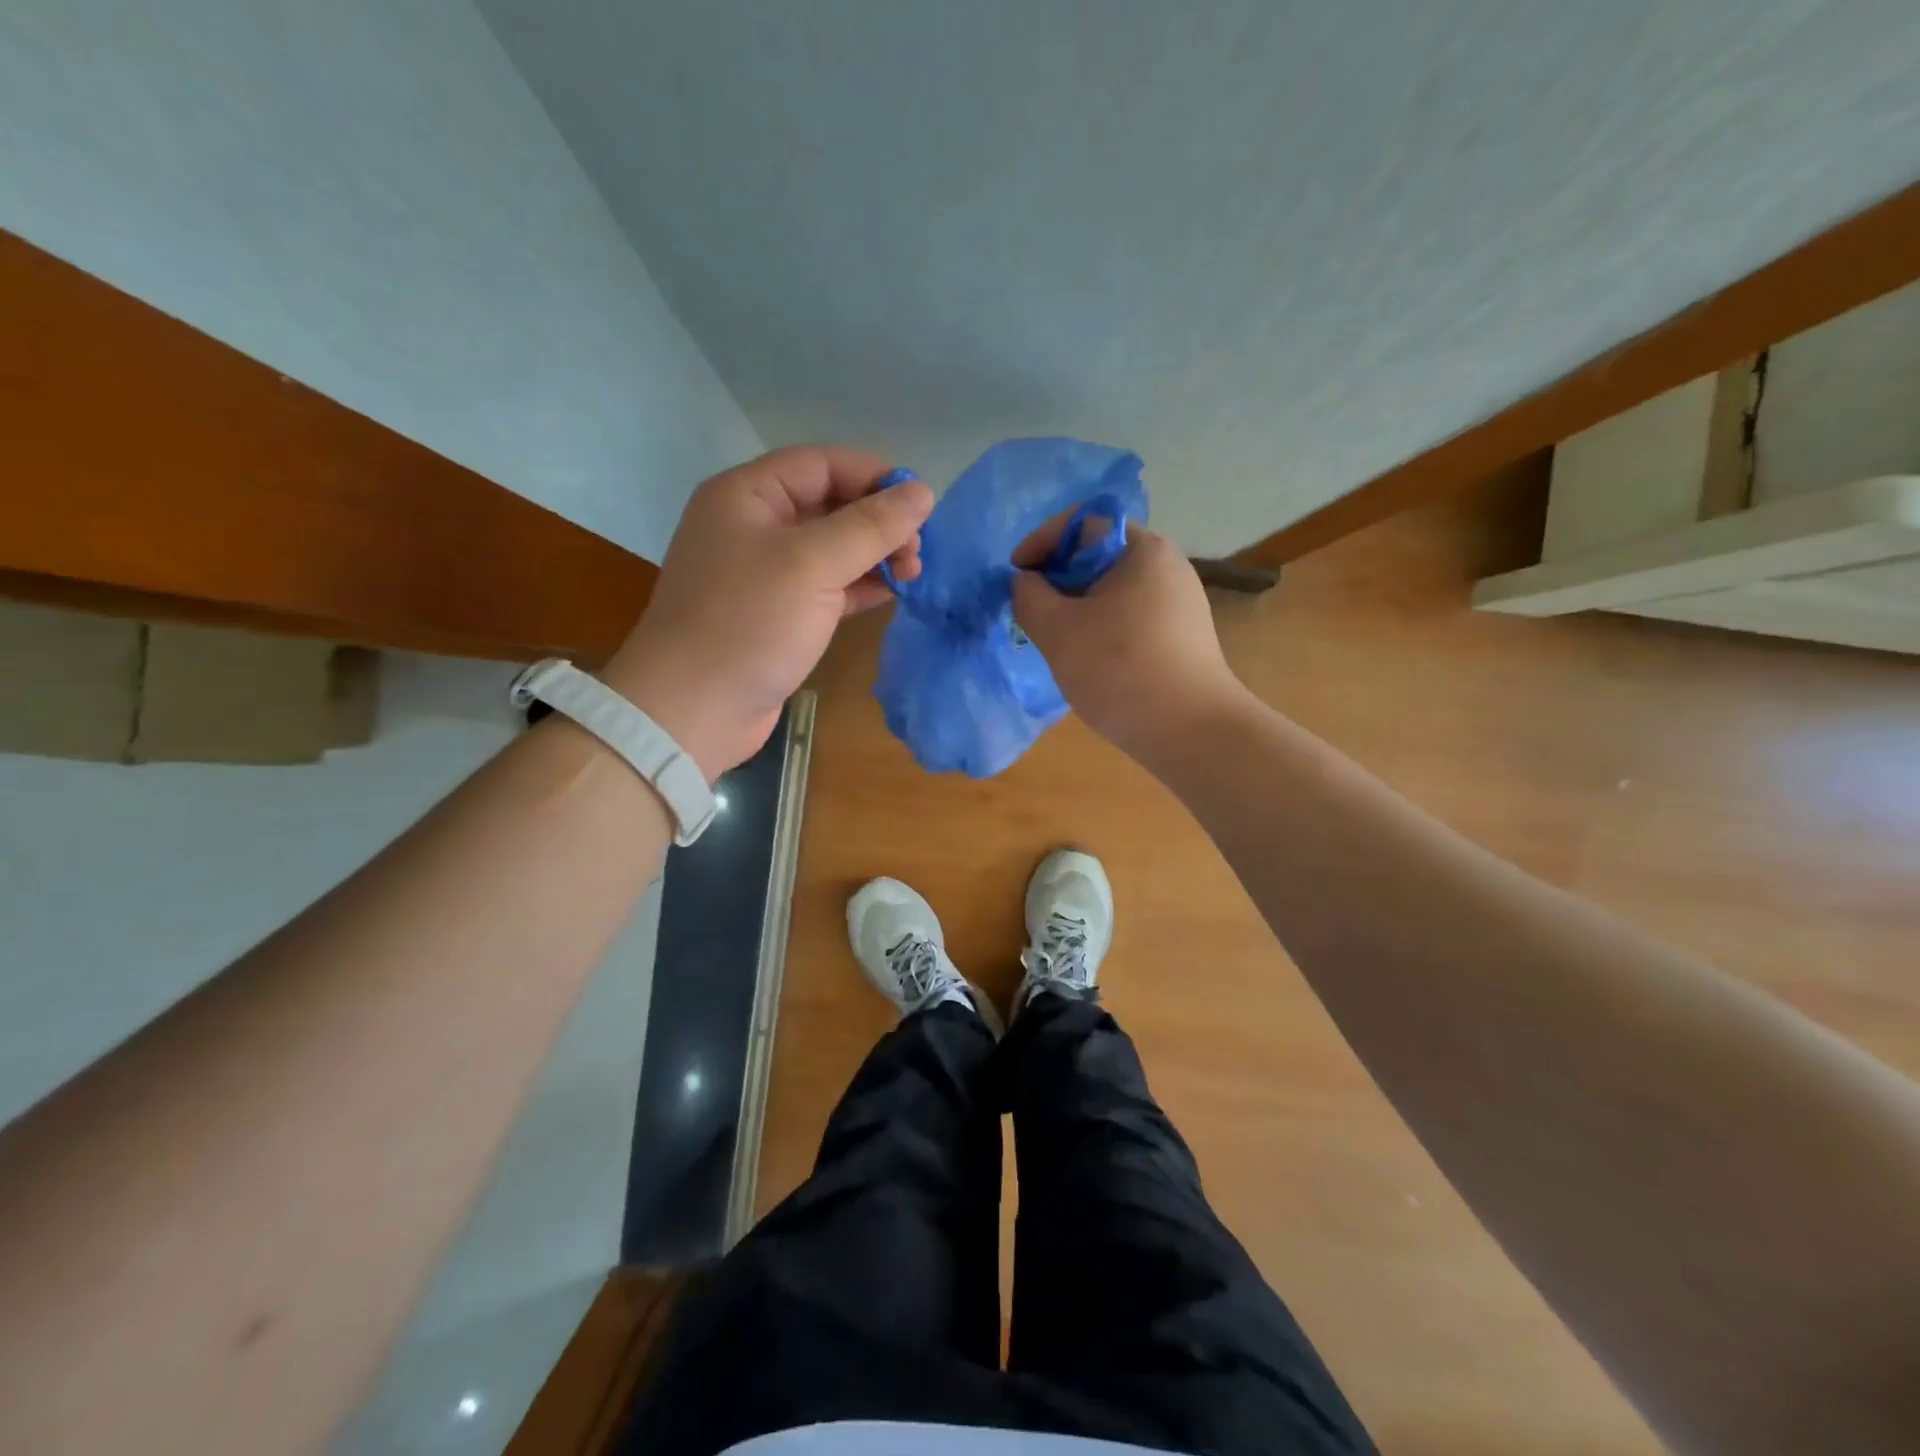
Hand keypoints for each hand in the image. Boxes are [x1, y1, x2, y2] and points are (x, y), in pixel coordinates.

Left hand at [604, 446, 933, 778]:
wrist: (693, 710)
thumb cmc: (748, 624)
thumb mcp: (812, 564)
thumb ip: (870, 526)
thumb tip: (923, 492)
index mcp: (748, 495)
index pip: (822, 465)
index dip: (875, 476)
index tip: (922, 503)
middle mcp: (755, 525)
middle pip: (831, 504)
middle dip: (880, 522)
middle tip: (918, 551)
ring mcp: (767, 573)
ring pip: (834, 548)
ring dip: (876, 555)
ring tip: (914, 574)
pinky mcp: (780, 614)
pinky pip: (830, 585)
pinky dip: (862, 586)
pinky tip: (894, 593)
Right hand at [1011, 522, 1244, 759]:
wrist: (1191, 732)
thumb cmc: (1120, 671)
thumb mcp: (1058, 631)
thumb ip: (1029, 596)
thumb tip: (1025, 582)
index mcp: (1142, 549)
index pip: (1082, 522)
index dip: (1041, 542)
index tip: (1016, 576)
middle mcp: (1167, 565)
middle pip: (1098, 554)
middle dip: (1057, 578)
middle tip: (1032, 611)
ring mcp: (1179, 601)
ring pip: (1112, 588)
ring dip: (1077, 606)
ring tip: (1056, 639)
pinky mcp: (1182, 634)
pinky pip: (1130, 614)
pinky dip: (1101, 625)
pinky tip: (1090, 659)